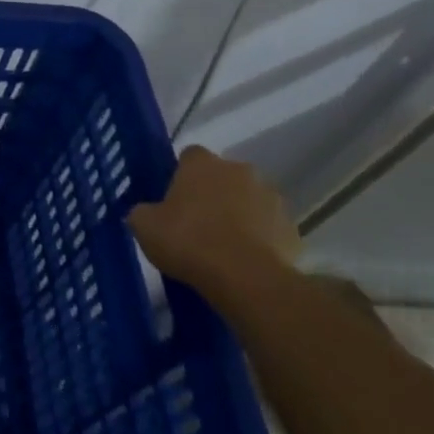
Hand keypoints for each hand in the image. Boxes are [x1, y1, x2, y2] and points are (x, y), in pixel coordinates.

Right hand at [128, 146, 299, 291]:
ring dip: (238, 214)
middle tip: (195, 223)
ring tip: (221, 246)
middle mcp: (240, 171)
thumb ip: (142, 212)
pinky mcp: (291, 228)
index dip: (180, 175)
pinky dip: (259, 239)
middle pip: (222, 177)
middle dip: (212, 194)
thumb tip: (145, 213)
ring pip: (249, 200)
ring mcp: (271, 198)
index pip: (189, 156)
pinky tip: (244, 260)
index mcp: (202, 164)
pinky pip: (269, 229)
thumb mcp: (144, 226)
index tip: (172, 198)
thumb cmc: (188, 241)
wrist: (245, 277)